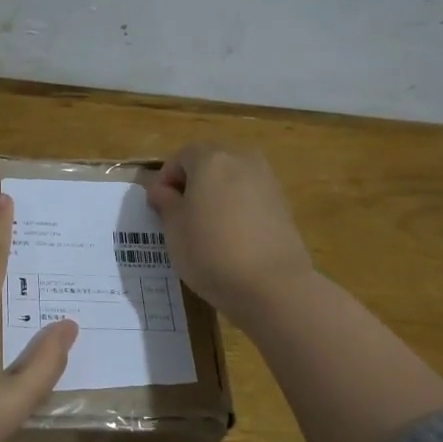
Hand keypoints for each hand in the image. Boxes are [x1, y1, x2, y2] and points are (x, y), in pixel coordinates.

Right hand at [146, 144, 313, 322]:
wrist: (272, 285)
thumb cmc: (211, 252)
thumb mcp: (174, 229)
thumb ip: (165, 202)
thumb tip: (163, 190)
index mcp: (211, 159)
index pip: (181, 156)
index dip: (165, 179)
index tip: (159, 207)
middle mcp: (242, 160)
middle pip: (210, 161)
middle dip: (192, 182)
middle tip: (181, 214)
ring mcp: (267, 180)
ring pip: (233, 178)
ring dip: (216, 193)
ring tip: (207, 226)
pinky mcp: (283, 204)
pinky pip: (251, 195)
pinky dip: (237, 207)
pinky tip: (232, 236)